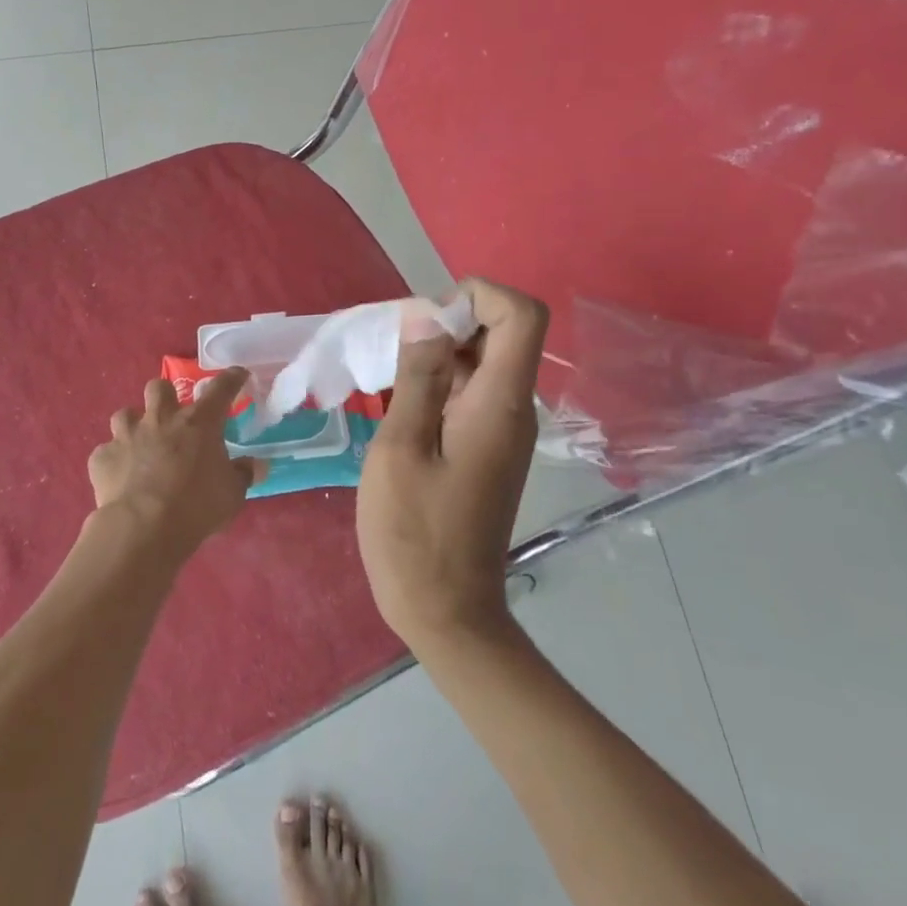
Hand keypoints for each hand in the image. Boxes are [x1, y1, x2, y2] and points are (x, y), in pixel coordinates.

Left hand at [89, 368, 261, 559]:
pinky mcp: (102, 457)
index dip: (231, 379)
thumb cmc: (197, 506)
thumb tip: (255, 465)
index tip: (237, 375)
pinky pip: (107, 451)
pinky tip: (120, 475)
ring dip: (134, 425)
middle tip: (172, 415)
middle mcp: (161, 419)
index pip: (220, 389)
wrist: (143, 527)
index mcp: (198, 423)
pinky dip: (114, 460)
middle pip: (159, 387)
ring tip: (140, 442)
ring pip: (125, 414)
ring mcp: (127, 436)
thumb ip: (243, 474)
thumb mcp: (232, 494)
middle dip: (166, 396)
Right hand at [356, 280, 547, 650]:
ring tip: (385, 374)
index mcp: (499, 404)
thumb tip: (427, 317)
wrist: (445, 610)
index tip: (425, 321)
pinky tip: (397, 403)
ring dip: (437, 353)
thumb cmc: (414, 533)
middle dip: (447, 322)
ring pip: (482, 362)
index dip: (478, 296)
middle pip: (500, 333)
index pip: (521, 315)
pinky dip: (437, 382)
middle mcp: (513, 410)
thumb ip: (418, 378)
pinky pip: (470, 393)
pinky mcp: (486, 449)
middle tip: (392, 349)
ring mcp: (502, 431)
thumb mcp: (400, 448)